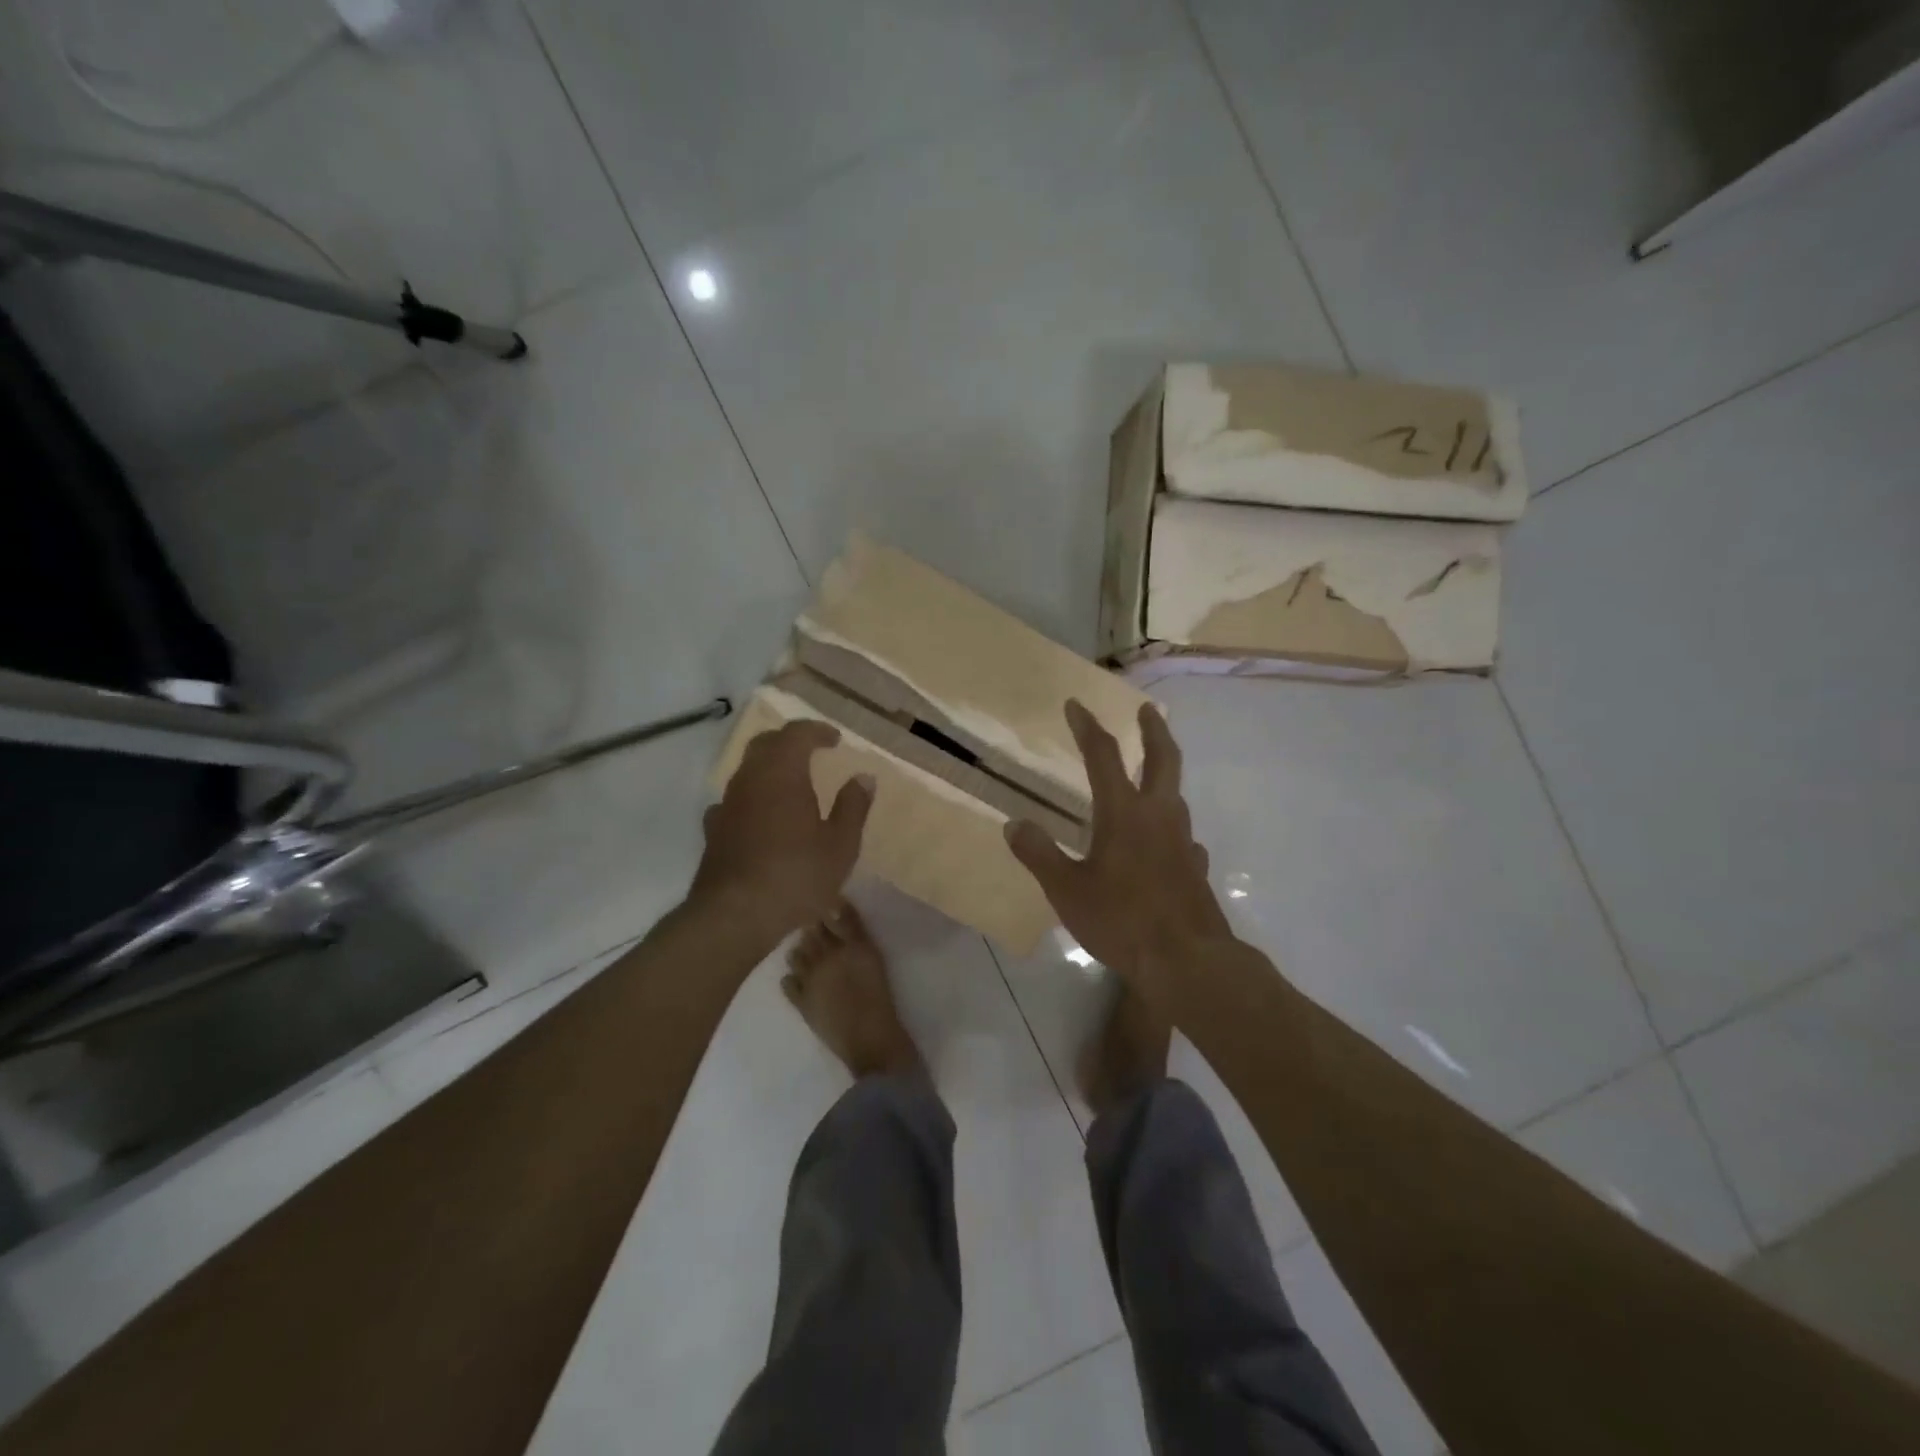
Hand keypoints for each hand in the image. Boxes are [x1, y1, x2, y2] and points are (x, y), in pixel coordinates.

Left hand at [692, 721, 873, 940]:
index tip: (835, 740)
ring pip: (747, 771)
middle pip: (765, 745)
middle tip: (811, 751)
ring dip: (769, 769)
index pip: (796, 734)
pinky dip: (752, 797)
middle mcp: (749, 780)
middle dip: (789, 742)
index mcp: (782, 773)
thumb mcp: (840, 844)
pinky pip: (735, 800)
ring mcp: (726, 804)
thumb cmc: (796, 875)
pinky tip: (761, 816)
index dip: (817, 731)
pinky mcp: (714, 831)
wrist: (734, 915)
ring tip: (791, 784)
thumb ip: (853, 806)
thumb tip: (863, 777)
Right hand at [1006, 700, 1230, 996]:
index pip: (1103, 756)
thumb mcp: (1066, 890)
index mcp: (1123, 813)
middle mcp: (1158, 816)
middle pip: (1163, 759)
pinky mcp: (1196, 868)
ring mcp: (1183, 841)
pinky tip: (1164, 843)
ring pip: (1176, 795)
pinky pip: (1184, 836)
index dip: (1088, 727)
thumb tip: (1013, 824)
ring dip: (1164, 775)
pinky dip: (1171, 828)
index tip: (1076, 704)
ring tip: (1150, 774)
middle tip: (1146, 709)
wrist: (1188, 960)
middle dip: (1153, 729)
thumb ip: (1040, 855)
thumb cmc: (1121, 920)